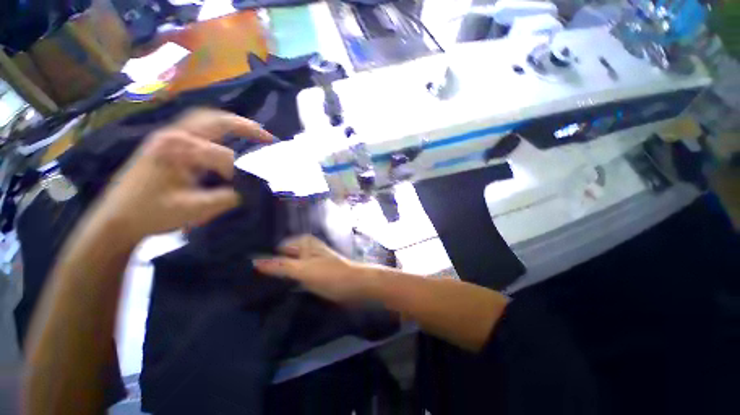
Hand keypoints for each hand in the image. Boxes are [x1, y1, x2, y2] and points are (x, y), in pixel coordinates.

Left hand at [94, 108, 274, 243]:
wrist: (117, 219)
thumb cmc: (151, 213)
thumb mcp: (193, 209)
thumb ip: (227, 197)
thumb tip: (250, 189)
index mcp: (178, 149)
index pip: (222, 155)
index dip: (238, 171)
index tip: (244, 187)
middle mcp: (173, 135)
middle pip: (215, 119)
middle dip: (245, 126)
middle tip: (268, 138)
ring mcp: (168, 136)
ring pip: (206, 119)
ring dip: (232, 124)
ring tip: (253, 134)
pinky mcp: (167, 143)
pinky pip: (198, 127)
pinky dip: (218, 129)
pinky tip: (228, 139)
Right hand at [253, 235, 376, 301]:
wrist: (356, 285)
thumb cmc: (330, 274)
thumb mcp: (303, 269)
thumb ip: (280, 265)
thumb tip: (254, 261)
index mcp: (304, 243)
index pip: (278, 246)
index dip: (264, 255)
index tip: (245, 268)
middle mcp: (307, 249)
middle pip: (283, 255)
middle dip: (270, 264)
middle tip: (249, 279)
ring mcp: (311, 261)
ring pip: (290, 264)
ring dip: (278, 273)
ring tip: (258, 285)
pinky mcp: (315, 273)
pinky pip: (297, 273)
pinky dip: (288, 279)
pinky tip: (278, 288)